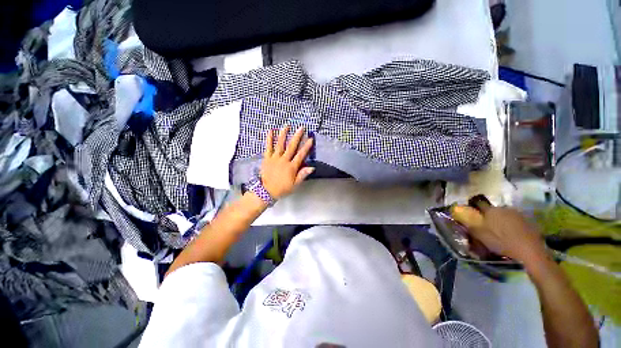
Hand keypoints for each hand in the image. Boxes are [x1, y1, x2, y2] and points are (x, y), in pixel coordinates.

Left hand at [261, 125, 313, 199]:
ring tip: (287, 126)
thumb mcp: (295, 184)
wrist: (266, 191)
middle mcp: (284, 160)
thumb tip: (312, 167)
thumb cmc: (282, 188)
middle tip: (301, 128)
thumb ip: (302, 175)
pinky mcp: (267, 158)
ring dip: (283, 134)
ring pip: (280, 144)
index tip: (310, 139)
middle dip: (297, 136)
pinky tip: (270, 131)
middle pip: (291, 146)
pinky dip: (269, 139)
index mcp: (291, 167)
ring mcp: (275, 158)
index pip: (301, 155)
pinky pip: (268, 147)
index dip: (306, 147)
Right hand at [451, 206, 546, 262]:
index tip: (472, 212)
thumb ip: (471, 227)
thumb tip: (463, 220)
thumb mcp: (482, 237)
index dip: (474, 207)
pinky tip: (512, 234)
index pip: (479, 203)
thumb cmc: (503, 242)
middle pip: (493, 209)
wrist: (530, 251)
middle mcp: (504, 208)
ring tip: (501, 231)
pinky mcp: (527, 220)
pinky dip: (511, 224)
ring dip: (501, 219)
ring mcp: (517, 214)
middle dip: (489, 215)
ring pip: (504, 214)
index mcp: (491, 211)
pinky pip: (515, 219)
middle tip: (487, 226)